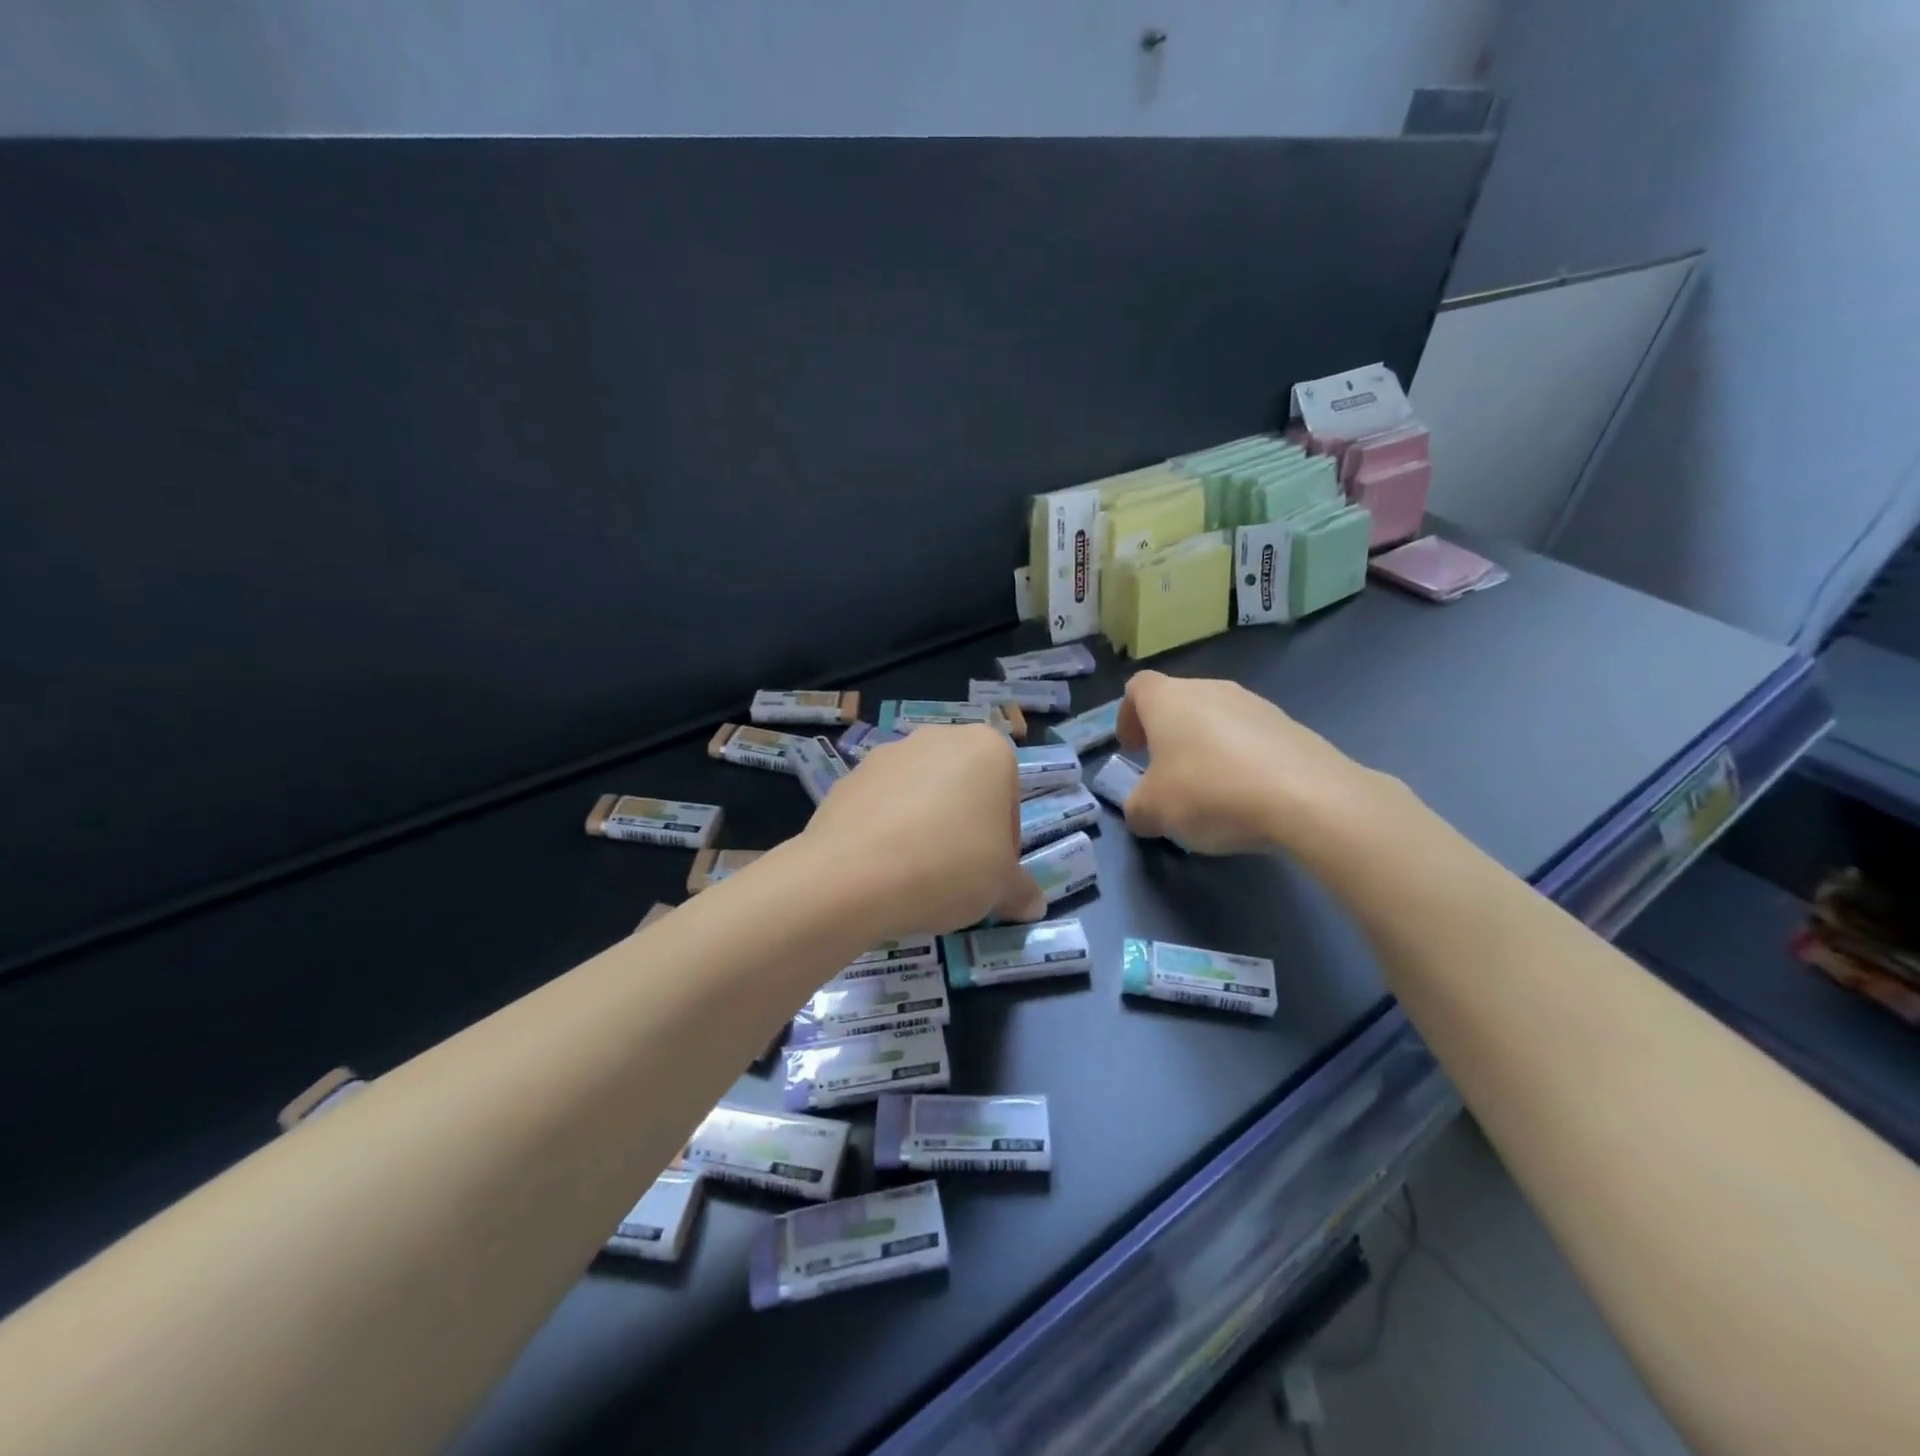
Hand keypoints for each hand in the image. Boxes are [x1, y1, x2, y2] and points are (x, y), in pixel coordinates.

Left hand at [801, 725, 1045, 937]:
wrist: (852, 875)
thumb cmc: (948, 866)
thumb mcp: (1000, 888)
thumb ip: (1020, 890)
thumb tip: (1033, 905)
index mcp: (987, 748)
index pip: (1009, 799)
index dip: (1005, 843)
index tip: (991, 874)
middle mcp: (937, 737)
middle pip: (964, 790)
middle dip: (964, 829)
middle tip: (958, 876)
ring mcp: (887, 754)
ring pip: (921, 796)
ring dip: (925, 828)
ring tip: (916, 876)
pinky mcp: (848, 778)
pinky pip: (881, 807)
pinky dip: (887, 832)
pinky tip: (882, 870)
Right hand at [1117, 670, 1390, 856]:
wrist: (1307, 797)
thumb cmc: (1210, 791)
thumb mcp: (1153, 812)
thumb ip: (1137, 808)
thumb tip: (1143, 810)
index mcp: (1168, 699)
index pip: (1138, 688)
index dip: (1128, 716)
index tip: (1133, 750)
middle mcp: (1211, 689)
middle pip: (1179, 702)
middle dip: (1168, 735)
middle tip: (1166, 773)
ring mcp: (1256, 704)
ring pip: (1218, 719)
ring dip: (1206, 747)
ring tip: (1210, 789)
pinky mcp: (1291, 726)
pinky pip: (1252, 738)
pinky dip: (1242, 760)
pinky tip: (1248, 796)